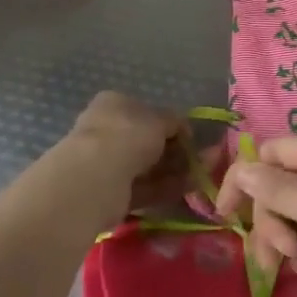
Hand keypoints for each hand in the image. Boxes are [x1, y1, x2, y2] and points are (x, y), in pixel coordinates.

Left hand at [54, 92, 192, 229]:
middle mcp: (106, 131)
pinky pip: (143, 188)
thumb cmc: (128, 134)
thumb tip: (182, 127)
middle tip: (199, 160)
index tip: (189, 137)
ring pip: (146, 166)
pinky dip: (164, 188)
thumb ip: (174, 122)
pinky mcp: (110, 192)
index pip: (145, 111)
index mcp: (114, 104)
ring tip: (200, 176)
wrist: (97, 177)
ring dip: (173, 171)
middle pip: (146, 142)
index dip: (169, 124)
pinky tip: (186, 189)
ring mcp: (106, 163)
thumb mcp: (160, 120)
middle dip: (174, 151)